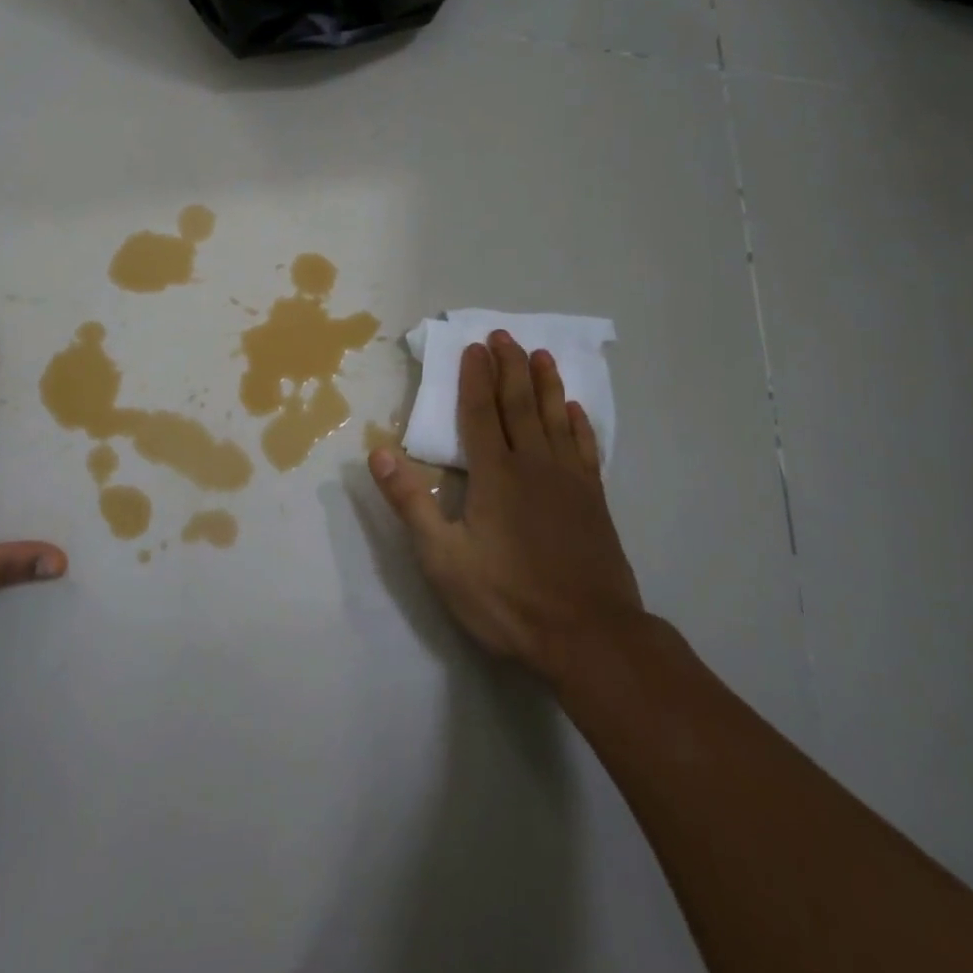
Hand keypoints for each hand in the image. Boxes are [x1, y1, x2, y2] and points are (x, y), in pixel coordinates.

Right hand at [369, 330, 643, 680]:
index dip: (475, 377)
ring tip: (541, 354)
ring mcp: (569, 481)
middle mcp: (533, 465)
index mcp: (494, 475)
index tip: (475, 346)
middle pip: (519, 404)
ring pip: (555, 418)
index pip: (480, 412)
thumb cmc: (507, 599)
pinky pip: (585, 449)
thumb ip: (411, 503)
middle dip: (510, 367)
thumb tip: (378, 453)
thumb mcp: (443, 559)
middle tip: (505, 335)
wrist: (589, 637)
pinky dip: (578, 424)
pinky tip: (575, 410)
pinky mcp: (594, 501)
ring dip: (546, 384)